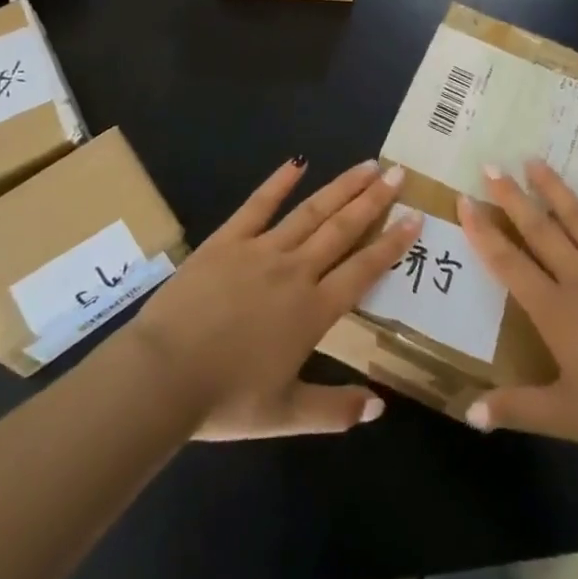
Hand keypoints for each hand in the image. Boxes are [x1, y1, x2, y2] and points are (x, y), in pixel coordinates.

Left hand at [132, 156, 419, 439]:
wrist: (162, 376)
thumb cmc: (225, 400)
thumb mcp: (285, 416)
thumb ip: (336, 410)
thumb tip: (381, 407)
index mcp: (314, 311)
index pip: (363, 269)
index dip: (391, 243)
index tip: (415, 217)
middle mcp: (295, 271)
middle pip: (342, 229)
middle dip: (374, 200)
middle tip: (399, 173)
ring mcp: (261, 250)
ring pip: (310, 211)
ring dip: (341, 187)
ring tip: (367, 165)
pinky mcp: (227, 240)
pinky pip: (257, 206)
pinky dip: (278, 183)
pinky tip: (297, 163)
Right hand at [458, 160, 577, 460]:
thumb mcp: (569, 418)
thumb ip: (517, 409)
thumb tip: (467, 413)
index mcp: (556, 310)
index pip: (509, 263)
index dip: (484, 232)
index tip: (464, 200)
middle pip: (540, 230)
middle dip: (512, 198)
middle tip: (490, 166)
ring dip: (555, 189)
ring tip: (534, 161)